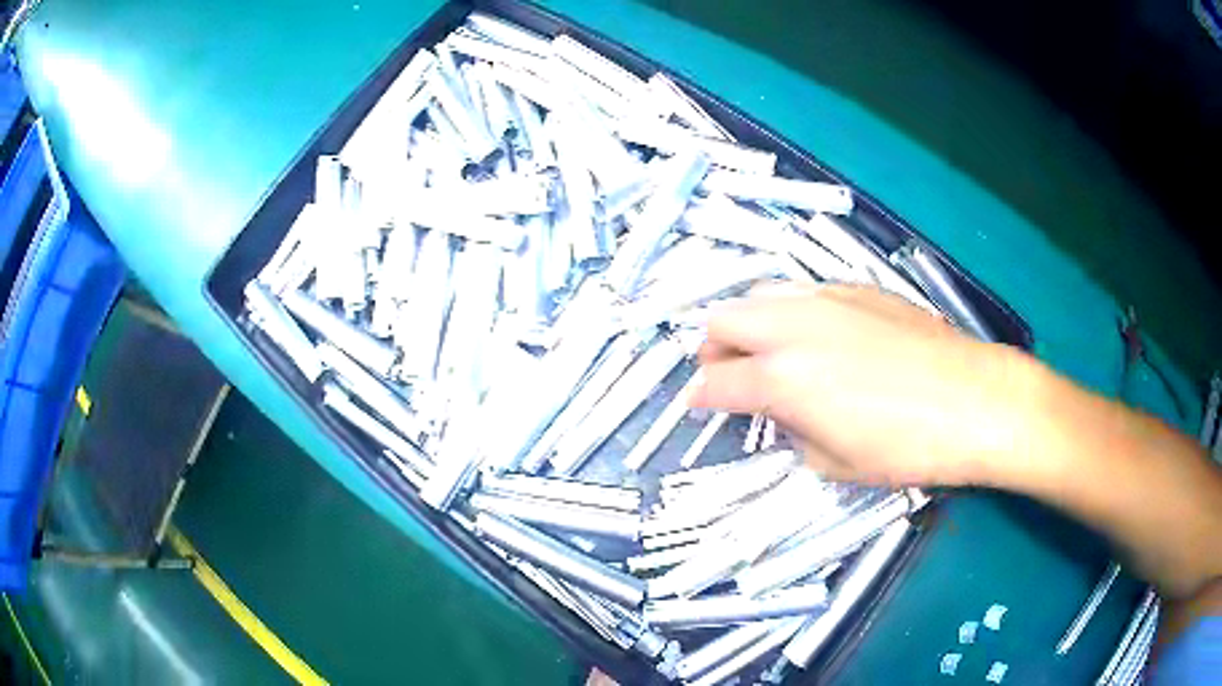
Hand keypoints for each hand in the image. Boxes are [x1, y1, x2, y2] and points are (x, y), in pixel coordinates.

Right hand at [690, 285, 1041, 486]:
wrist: (972, 400)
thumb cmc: (905, 446)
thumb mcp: (835, 464)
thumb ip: (794, 433)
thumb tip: (785, 415)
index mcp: (781, 377)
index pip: (715, 382)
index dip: (699, 398)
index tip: (698, 406)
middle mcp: (793, 327)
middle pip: (724, 321)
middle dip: (714, 350)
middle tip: (727, 375)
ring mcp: (827, 299)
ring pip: (762, 295)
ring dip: (750, 325)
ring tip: (768, 352)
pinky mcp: (859, 289)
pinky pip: (805, 293)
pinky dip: (793, 314)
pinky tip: (820, 338)